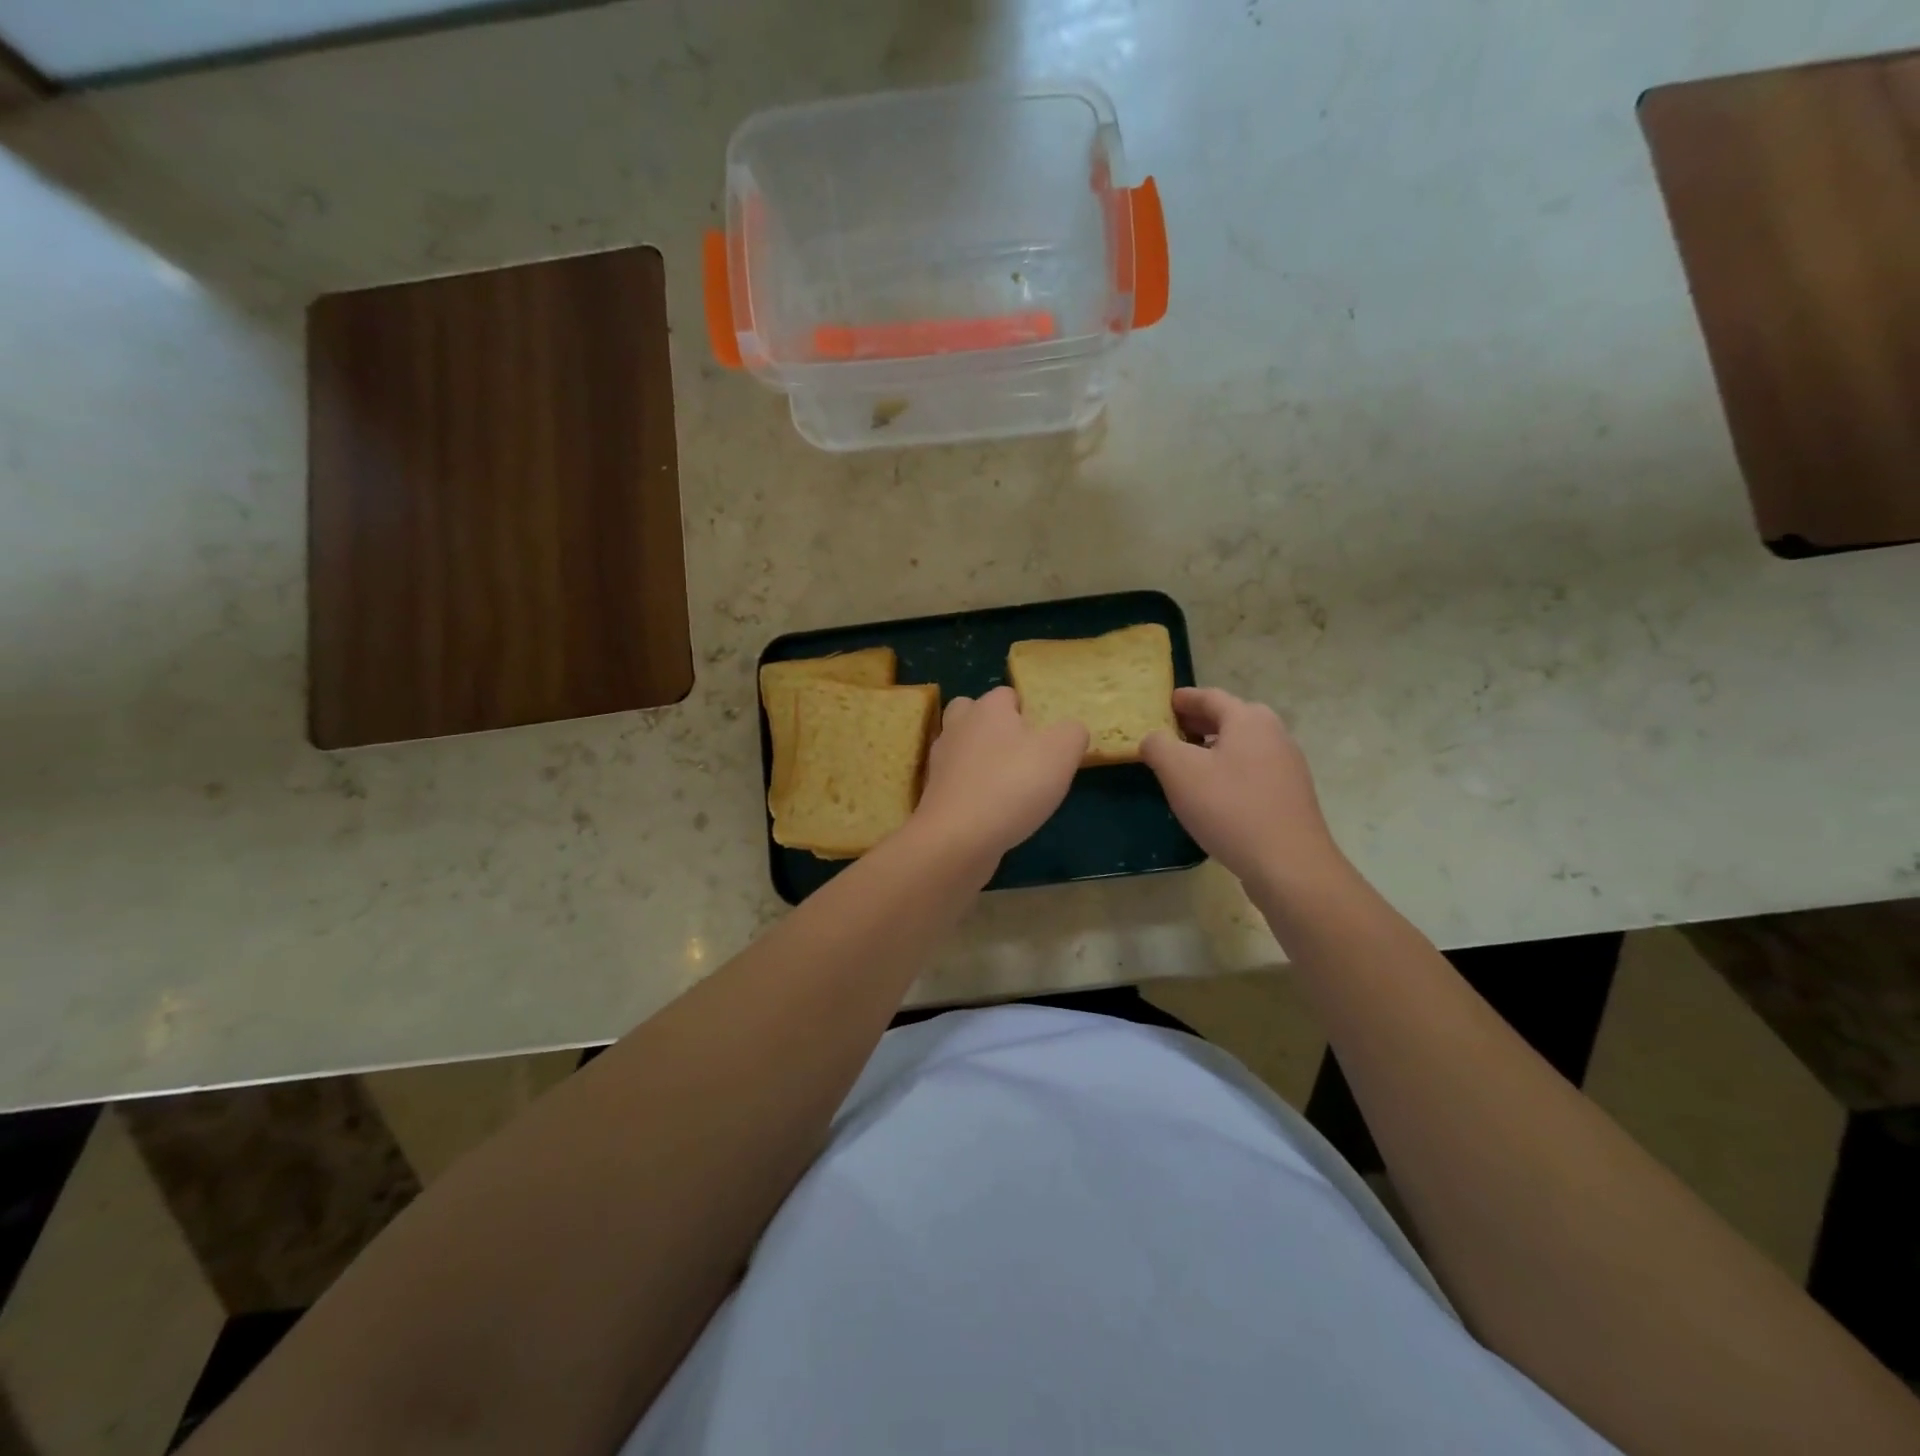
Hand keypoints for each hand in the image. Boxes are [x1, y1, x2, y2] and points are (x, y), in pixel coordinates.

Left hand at [912, 686, 1087, 865]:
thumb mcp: (1061, 753)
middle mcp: (958, 727)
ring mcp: (941, 761)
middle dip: (992, 727)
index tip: (1043, 738)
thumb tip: (1070, 731)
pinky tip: (990, 810)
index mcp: (988, 708)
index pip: (1007, 694)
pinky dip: (971, 790)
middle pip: (973, 714)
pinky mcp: (934, 794)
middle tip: (1019, 753)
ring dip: (980, 760)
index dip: (1026, 711)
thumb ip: (1072, 733)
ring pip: (962, 748)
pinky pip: (956, 782)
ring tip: (1008, 785)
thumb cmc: (1013, 785)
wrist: (958, 837)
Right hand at [1140, 687, 1343, 886]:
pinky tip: (1214, 791)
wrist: (1288, 864)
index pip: (1211, 697)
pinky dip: (1230, 768)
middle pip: (1231, 718)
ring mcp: (1287, 765)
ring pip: (1244, 745)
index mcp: (1248, 720)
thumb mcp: (1179, 772)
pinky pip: (1253, 769)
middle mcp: (1273, 734)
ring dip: (1215, 747)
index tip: (1166, 702)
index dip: (1185, 698)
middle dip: (1200, 722)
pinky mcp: (1291, 795)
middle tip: (1172, 730)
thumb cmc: (1229, 808)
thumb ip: (1158, 746)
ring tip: (1188, 762)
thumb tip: (1153, 739)